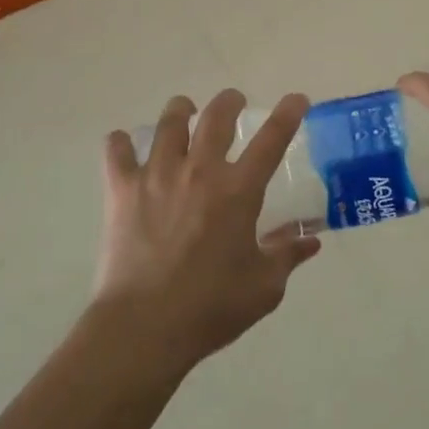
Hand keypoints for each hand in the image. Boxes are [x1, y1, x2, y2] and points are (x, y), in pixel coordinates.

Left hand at [93, 90, 321, 372]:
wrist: (143, 329)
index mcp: (238, 190)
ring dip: (181, 111)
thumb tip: (311, 240)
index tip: (297, 99)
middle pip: (217, 115)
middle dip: (230, 101)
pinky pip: (117, 151)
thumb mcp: (264, 287)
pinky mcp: (122, 190)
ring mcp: (158, 175)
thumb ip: (287, 255)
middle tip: (234, 103)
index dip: (288, 113)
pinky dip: (121, 143)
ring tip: (184, 112)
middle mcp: (200, 170)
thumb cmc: (210, 308)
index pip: (272, 138)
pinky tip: (125, 145)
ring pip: (169, 122)